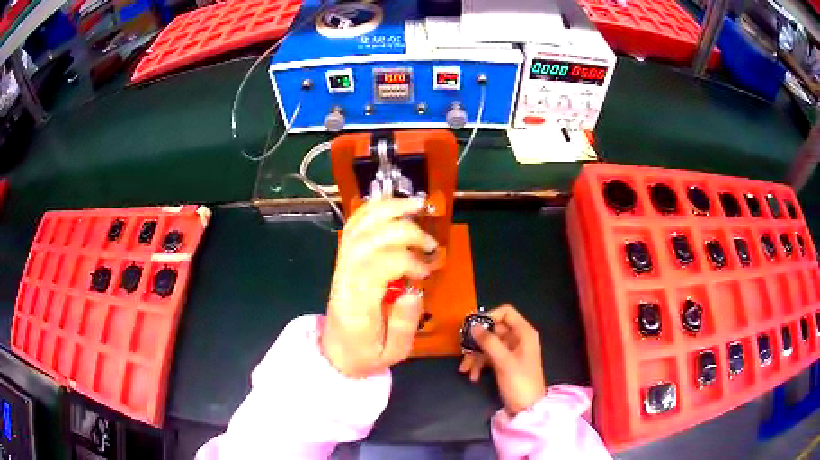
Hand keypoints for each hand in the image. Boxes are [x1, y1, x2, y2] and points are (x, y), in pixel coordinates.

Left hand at [322, 198, 438, 377]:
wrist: (336, 353)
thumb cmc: (366, 355)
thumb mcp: (393, 354)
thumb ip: (404, 325)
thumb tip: (415, 291)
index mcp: (357, 305)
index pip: (377, 266)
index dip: (406, 260)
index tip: (426, 272)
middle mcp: (345, 279)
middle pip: (367, 240)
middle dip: (403, 232)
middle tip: (429, 243)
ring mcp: (341, 267)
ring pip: (357, 228)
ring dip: (387, 210)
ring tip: (416, 205)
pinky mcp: (343, 261)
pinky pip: (353, 229)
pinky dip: (372, 211)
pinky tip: (394, 207)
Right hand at [458, 305, 546, 414]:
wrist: (527, 409)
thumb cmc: (520, 382)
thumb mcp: (503, 362)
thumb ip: (489, 342)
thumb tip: (473, 326)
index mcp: (524, 333)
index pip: (506, 312)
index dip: (489, 317)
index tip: (472, 328)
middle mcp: (518, 339)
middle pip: (493, 330)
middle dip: (477, 341)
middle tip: (462, 350)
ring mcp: (511, 352)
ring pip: (488, 345)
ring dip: (475, 356)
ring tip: (465, 369)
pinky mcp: (505, 363)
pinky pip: (489, 357)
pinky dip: (480, 365)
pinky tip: (473, 376)